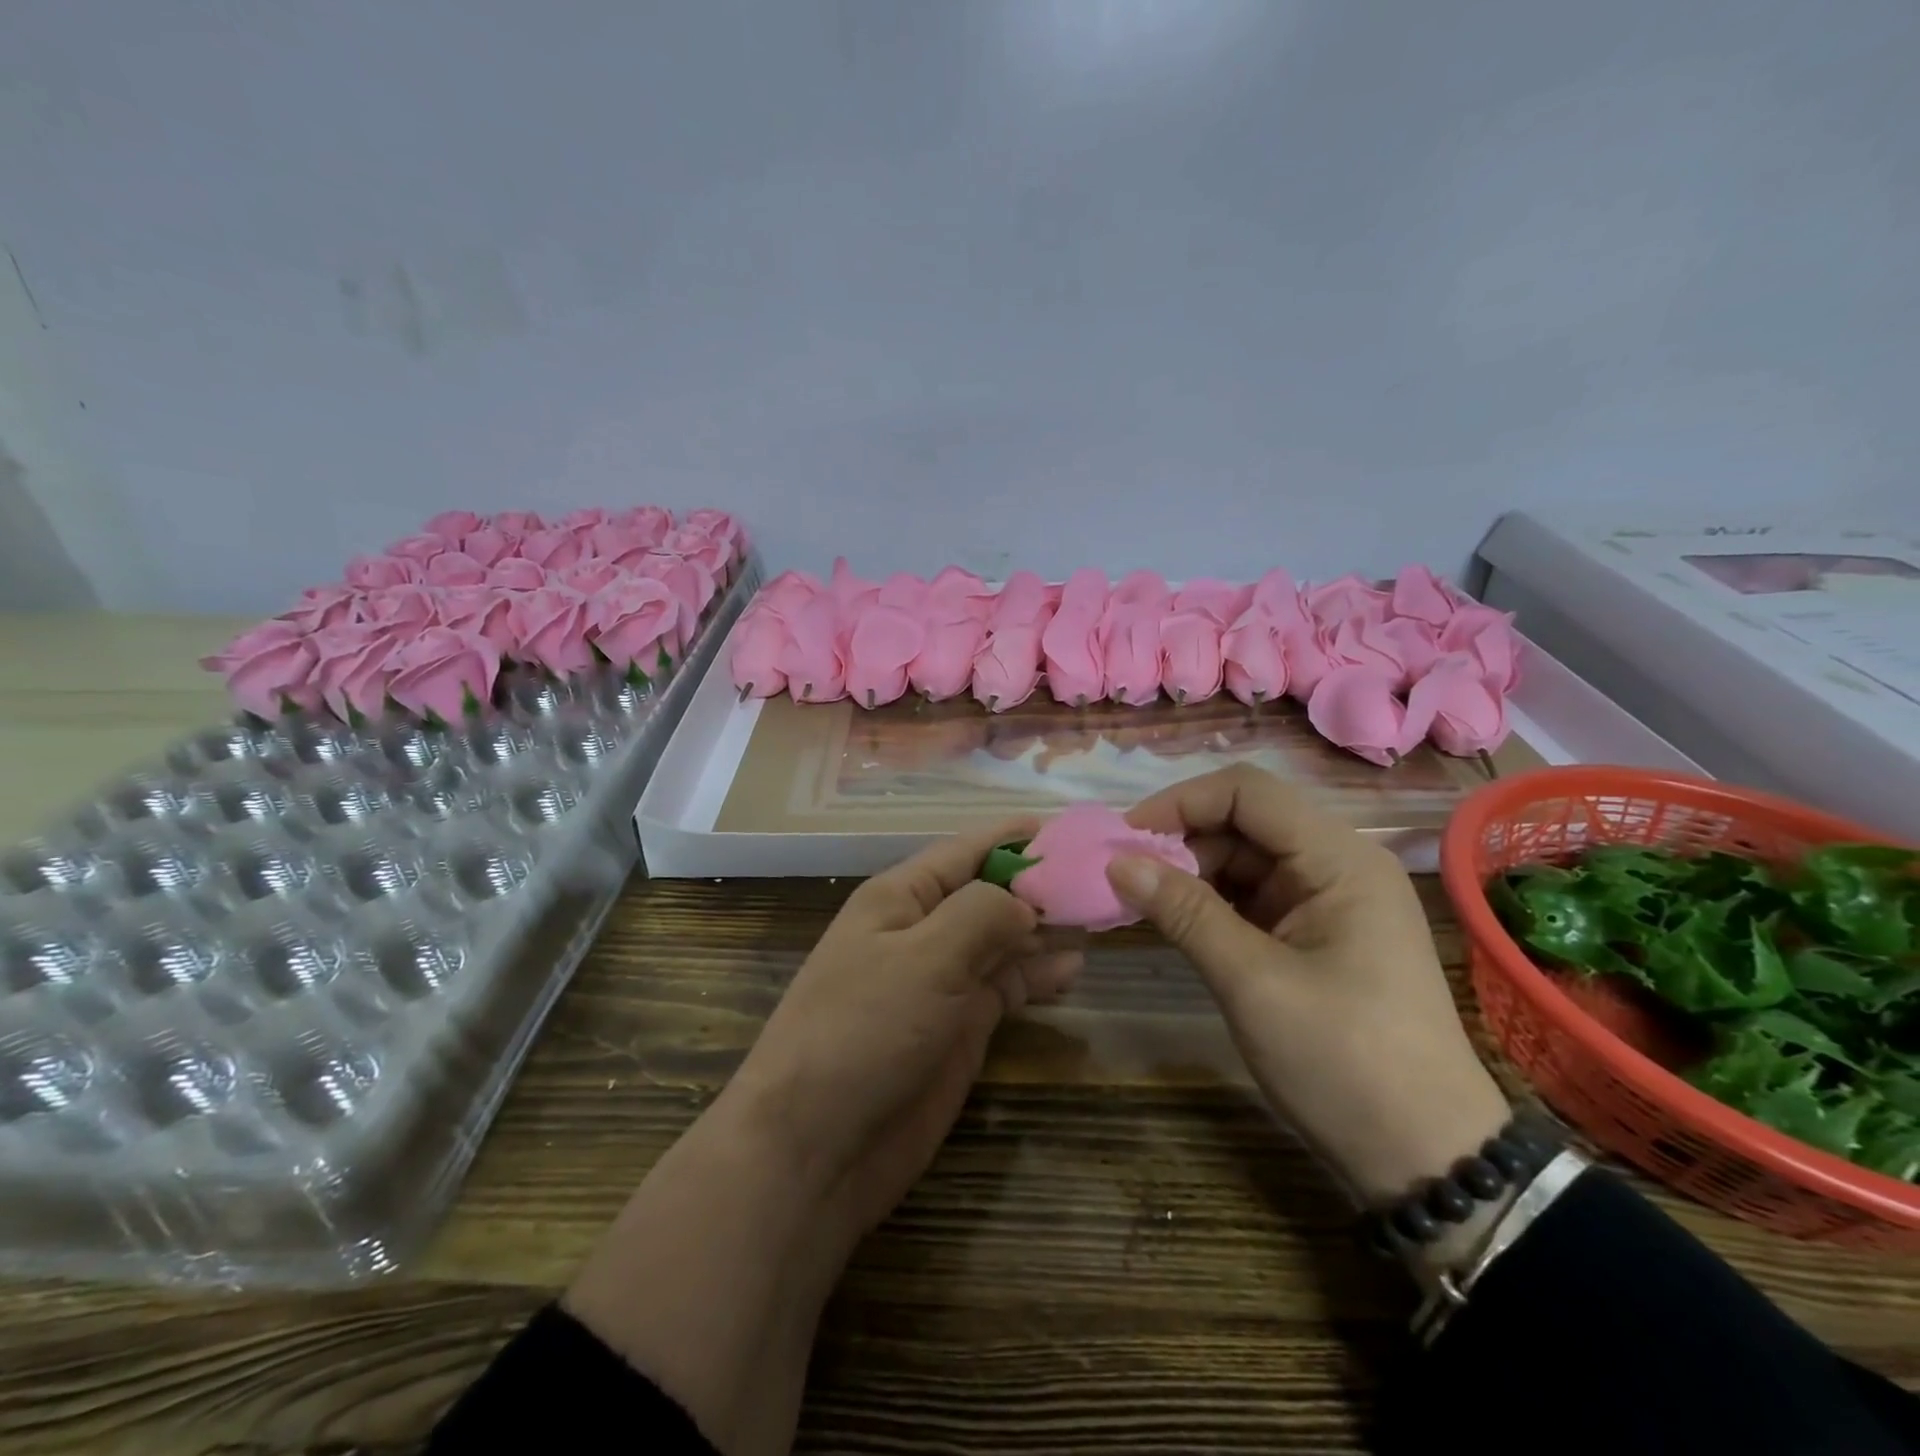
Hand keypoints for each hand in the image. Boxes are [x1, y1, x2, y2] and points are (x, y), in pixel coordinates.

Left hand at [729, 818, 1083, 1242]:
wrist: (817, 1147)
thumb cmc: (864, 1031)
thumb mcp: (924, 958)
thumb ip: (981, 915)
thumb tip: (1025, 903)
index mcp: (901, 897)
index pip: (965, 850)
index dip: (1014, 837)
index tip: (1068, 829)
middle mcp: (922, 931)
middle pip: (989, 894)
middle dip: (1039, 884)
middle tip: (1100, 878)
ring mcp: (941, 981)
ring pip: (1002, 940)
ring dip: (1044, 929)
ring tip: (1097, 919)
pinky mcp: (958, 1027)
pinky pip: (1005, 987)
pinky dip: (1036, 975)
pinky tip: (1072, 969)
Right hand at [1109, 765, 1509, 1205]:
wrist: (1427, 1159)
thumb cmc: (1344, 1062)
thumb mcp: (1252, 982)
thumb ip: (1184, 912)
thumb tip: (1117, 861)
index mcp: (1339, 860)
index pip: (1247, 792)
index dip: (1181, 802)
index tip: (1125, 837)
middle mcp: (1337, 865)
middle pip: (1244, 821)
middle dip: (1180, 840)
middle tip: (1123, 876)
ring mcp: (1327, 901)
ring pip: (1244, 859)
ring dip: (1190, 872)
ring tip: (1139, 900)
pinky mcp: (1315, 934)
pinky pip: (1252, 897)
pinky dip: (1210, 902)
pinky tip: (1173, 920)